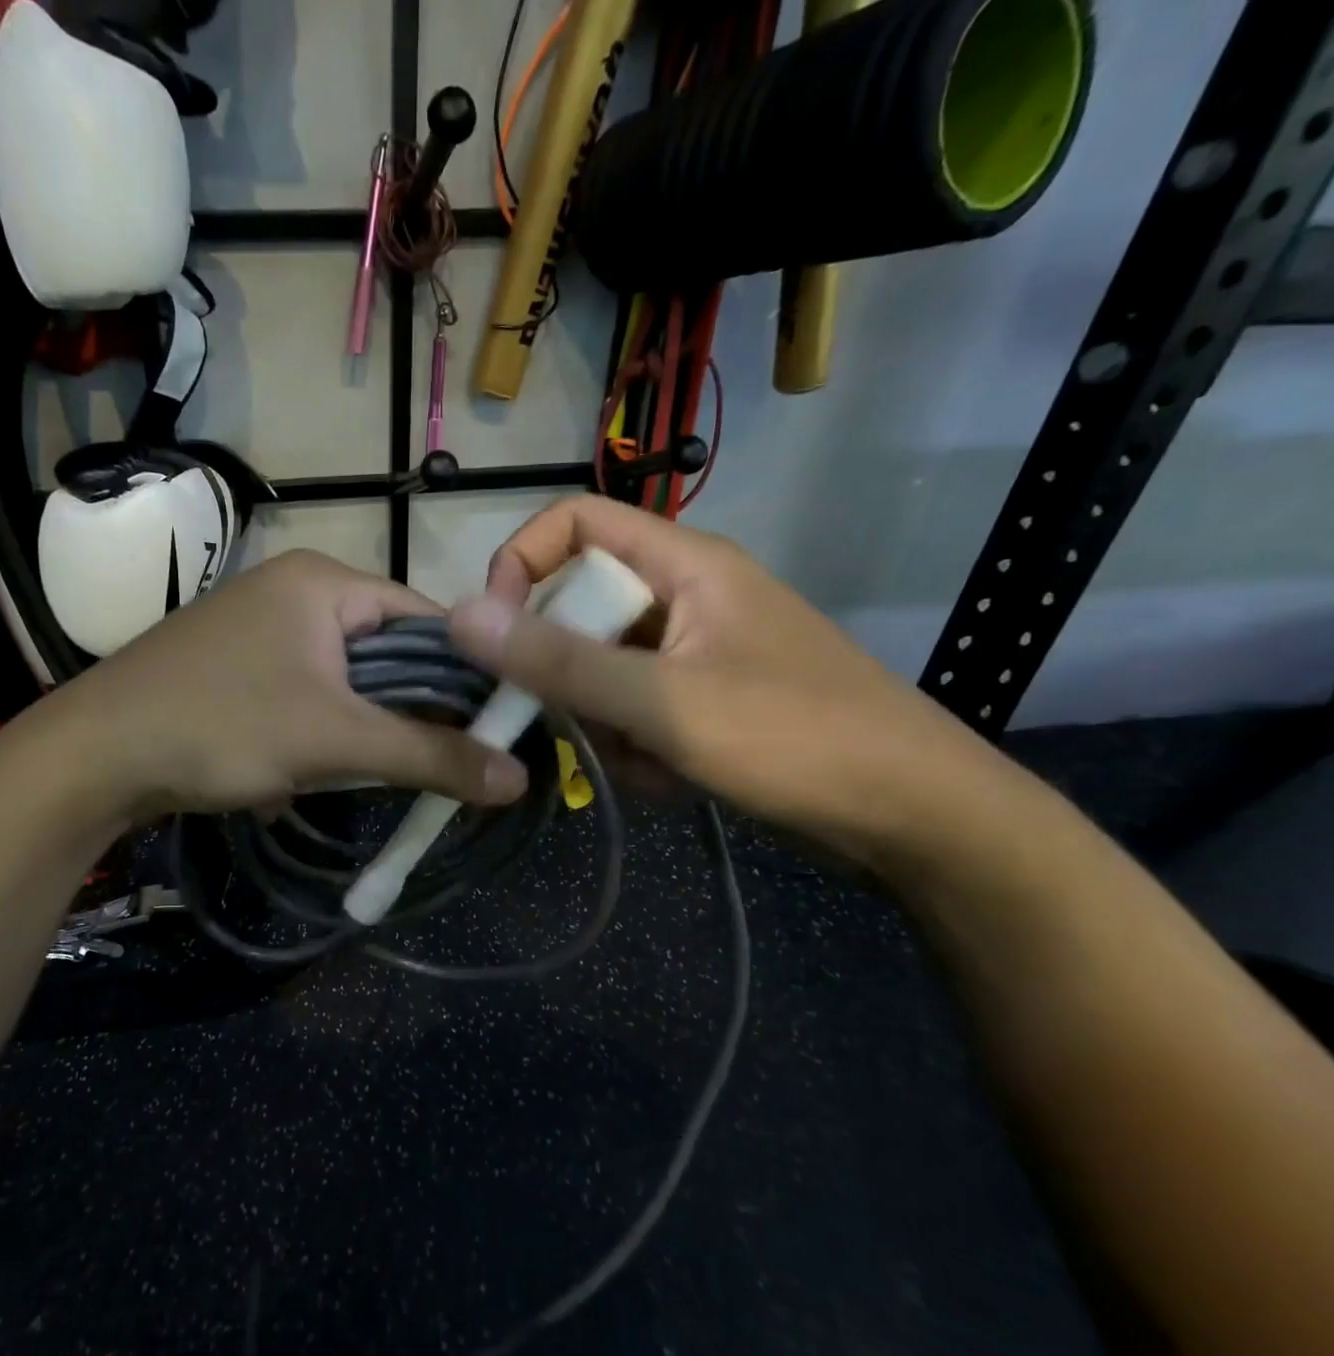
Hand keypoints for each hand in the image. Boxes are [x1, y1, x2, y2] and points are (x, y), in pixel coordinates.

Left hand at [38, 550, 528, 818]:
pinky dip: (323, 729)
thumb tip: (518, 780)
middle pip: (386, 649)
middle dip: (409, 708)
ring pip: (346, 676)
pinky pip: (307, 691)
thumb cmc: (221, 725)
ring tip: (376, 770)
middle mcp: (294, 590)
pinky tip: (318, 768)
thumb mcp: (334, 741)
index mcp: (324, 581)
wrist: (94, 755)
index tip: (493, 729)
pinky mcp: (237, 664)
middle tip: (440, 761)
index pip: (426, 619)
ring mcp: (260, 626)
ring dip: (364, 724)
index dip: (465, 674)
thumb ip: (429, 756)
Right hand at [448, 497, 1021, 869]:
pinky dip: (635, 746)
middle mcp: (685, 595)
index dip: (521, 563)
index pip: (574, 522)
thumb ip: (559, 662)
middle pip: (581, 605)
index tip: (495, 631)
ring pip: (601, 667)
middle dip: (563, 671)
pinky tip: (669, 780)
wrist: (913, 815)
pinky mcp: (703, 699)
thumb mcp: (663, 702)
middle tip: (568, 723)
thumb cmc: (795, 739)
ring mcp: (695, 651)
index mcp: (684, 564)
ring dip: (601, 721)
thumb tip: (461, 618)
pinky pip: (634, 707)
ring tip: (642, 763)